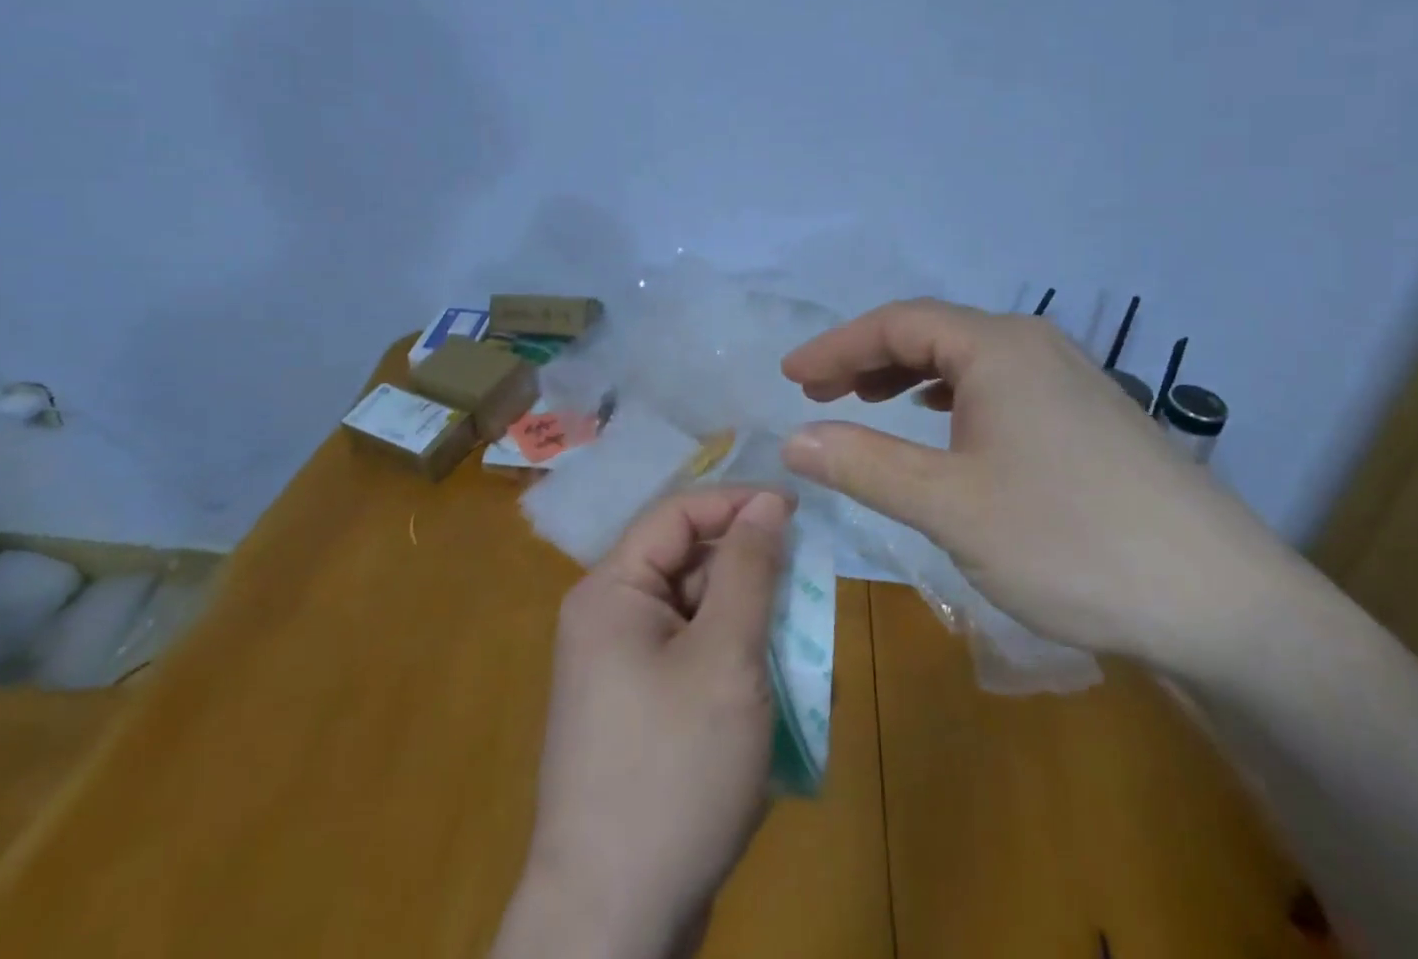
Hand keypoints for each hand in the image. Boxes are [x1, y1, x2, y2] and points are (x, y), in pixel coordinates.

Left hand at [493, 486, 791, 958]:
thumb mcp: (725, 658)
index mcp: (612, 590)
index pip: (678, 513)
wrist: (612, 926)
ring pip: (696, 614)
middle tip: (809, 581)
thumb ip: (748, 570)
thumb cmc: (673, 771)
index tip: (800, 508)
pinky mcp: (638, 713)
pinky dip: (733, 661)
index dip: (738, 501)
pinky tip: (773, 689)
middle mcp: (608, 619)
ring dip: (749, 620)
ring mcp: (620, 670)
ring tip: (800, 639)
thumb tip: (768, 502)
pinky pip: (692, 659)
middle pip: (687, 563)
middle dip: (749, 568)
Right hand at [779, 298, 1303, 676]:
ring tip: (868, 402)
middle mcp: (1034, 345)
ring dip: (909, 375)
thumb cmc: (1070, 541)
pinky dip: (951, 395)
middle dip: (867, 358)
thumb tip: (793, 439)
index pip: (896, 324)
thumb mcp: (950, 506)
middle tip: (819, 393)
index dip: (837, 346)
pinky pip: (999, 385)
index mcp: (998, 347)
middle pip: (931, 332)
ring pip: (967, 358)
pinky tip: (943, 425)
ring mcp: (1069, 377)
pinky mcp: (1089, 415)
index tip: (791, 377)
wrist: (1224, 604)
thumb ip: (865, 465)